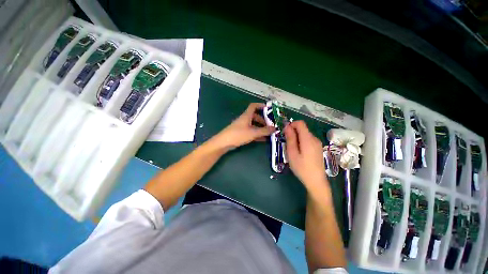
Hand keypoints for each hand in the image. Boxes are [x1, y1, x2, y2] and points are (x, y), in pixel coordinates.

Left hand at [212, 103, 274, 149]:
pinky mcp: (241, 133)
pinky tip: (263, 139)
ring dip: (261, 128)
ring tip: (269, 133)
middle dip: (264, 120)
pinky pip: (251, 131)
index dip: (261, 105)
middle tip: (271, 125)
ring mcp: (242, 126)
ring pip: (253, 125)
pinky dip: (257, 134)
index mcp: (246, 115)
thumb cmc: (238, 134)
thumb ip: (264, 131)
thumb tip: (275, 128)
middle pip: (255, 116)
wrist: (224, 143)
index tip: (269, 109)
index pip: (253, 106)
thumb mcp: (253, 132)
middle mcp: (244, 119)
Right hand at [284, 121, 327, 189]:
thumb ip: (290, 138)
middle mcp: (314, 138)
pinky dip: (301, 142)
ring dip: (297, 138)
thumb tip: (287, 126)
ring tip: (292, 150)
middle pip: (302, 129)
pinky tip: (299, 153)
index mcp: (308, 139)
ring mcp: (317, 143)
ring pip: (305, 135)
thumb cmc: (301, 168)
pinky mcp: (318, 148)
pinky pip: (308, 140)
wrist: (316, 181)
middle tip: (287, 144)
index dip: (291, 125)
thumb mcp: (292, 153)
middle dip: (293, 133)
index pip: (300, 123)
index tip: (285, 133)